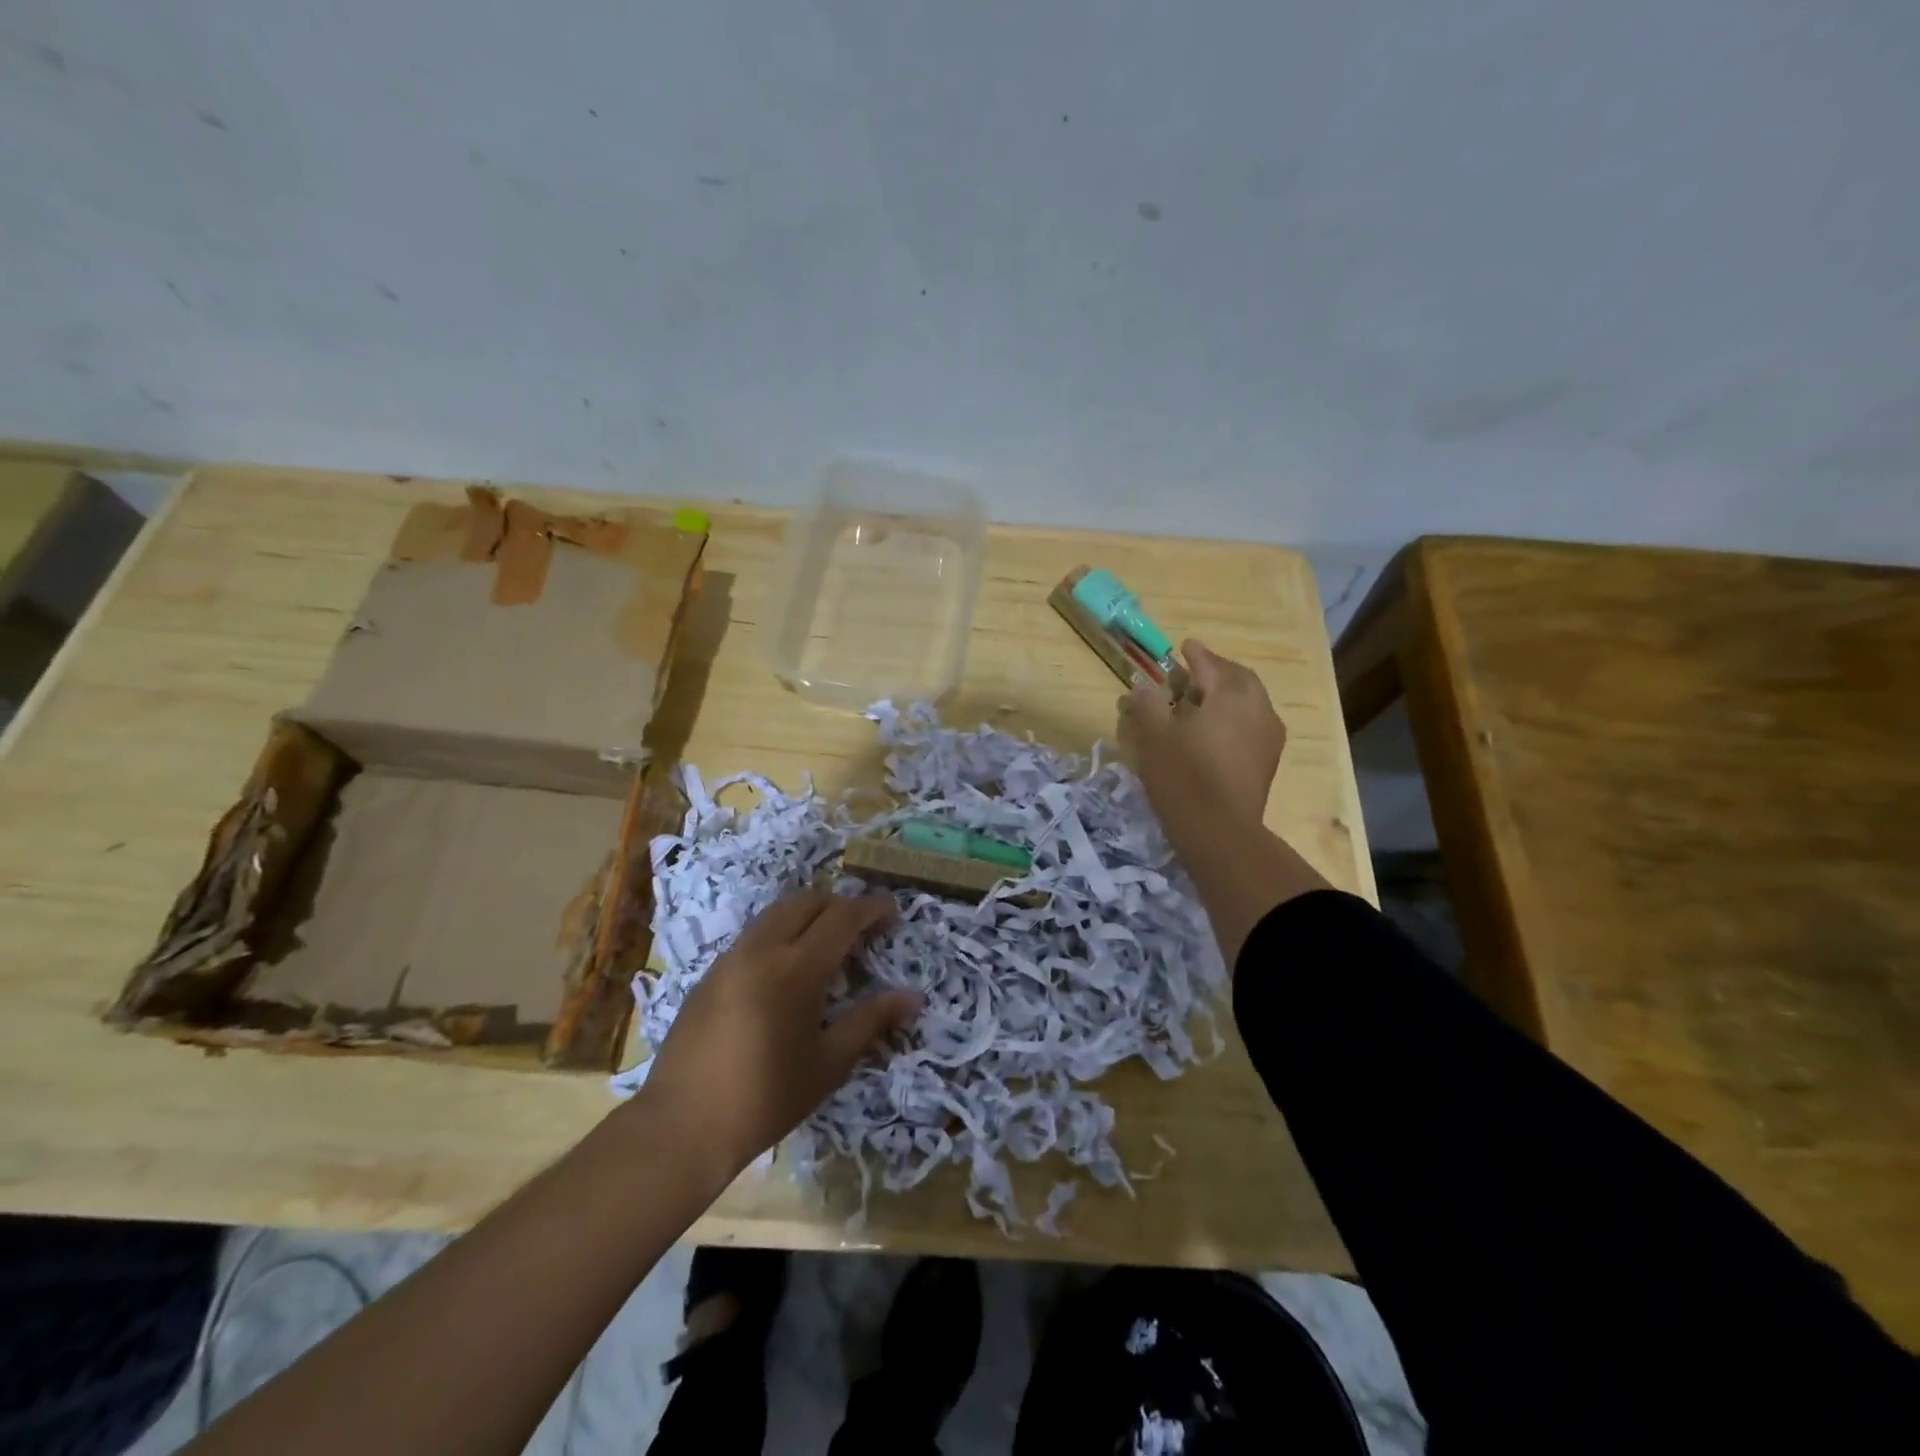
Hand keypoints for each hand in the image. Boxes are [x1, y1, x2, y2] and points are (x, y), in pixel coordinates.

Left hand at [638, 890, 920, 1178]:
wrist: (683, 1125)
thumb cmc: (767, 1097)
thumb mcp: (829, 1063)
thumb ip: (871, 1020)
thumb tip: (913, 997)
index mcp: (796, 968)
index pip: (842, 917)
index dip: (871, 908)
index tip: (892, 910)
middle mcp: (762, 950)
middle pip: (806, 901)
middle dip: (839, 904)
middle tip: (862, 926)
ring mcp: (730, 958)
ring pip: (775, 912)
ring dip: (806, 913)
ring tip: (826, 940)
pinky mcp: (709, 974)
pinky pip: (753, 934)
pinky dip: (779, 932)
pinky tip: (785, 967)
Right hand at [1118, 639, 1286, 847]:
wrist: (1220, 832)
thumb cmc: (1183, 776)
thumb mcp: (1154, 736)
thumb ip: (1148, 704)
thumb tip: (1143, 684)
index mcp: (1231, 695)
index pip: (1211, 665)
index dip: (1196, 654)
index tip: (1184, 646)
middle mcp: (1258, 709)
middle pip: (1239, 679)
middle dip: (1217, 672)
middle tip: (1194, 672)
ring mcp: (1268, 736)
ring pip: (1249, 702)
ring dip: (1227, 695)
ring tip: (1201, 702)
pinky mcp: (1267, 761)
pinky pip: (1252, 724)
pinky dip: (1235, 717)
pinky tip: (1215, 731)